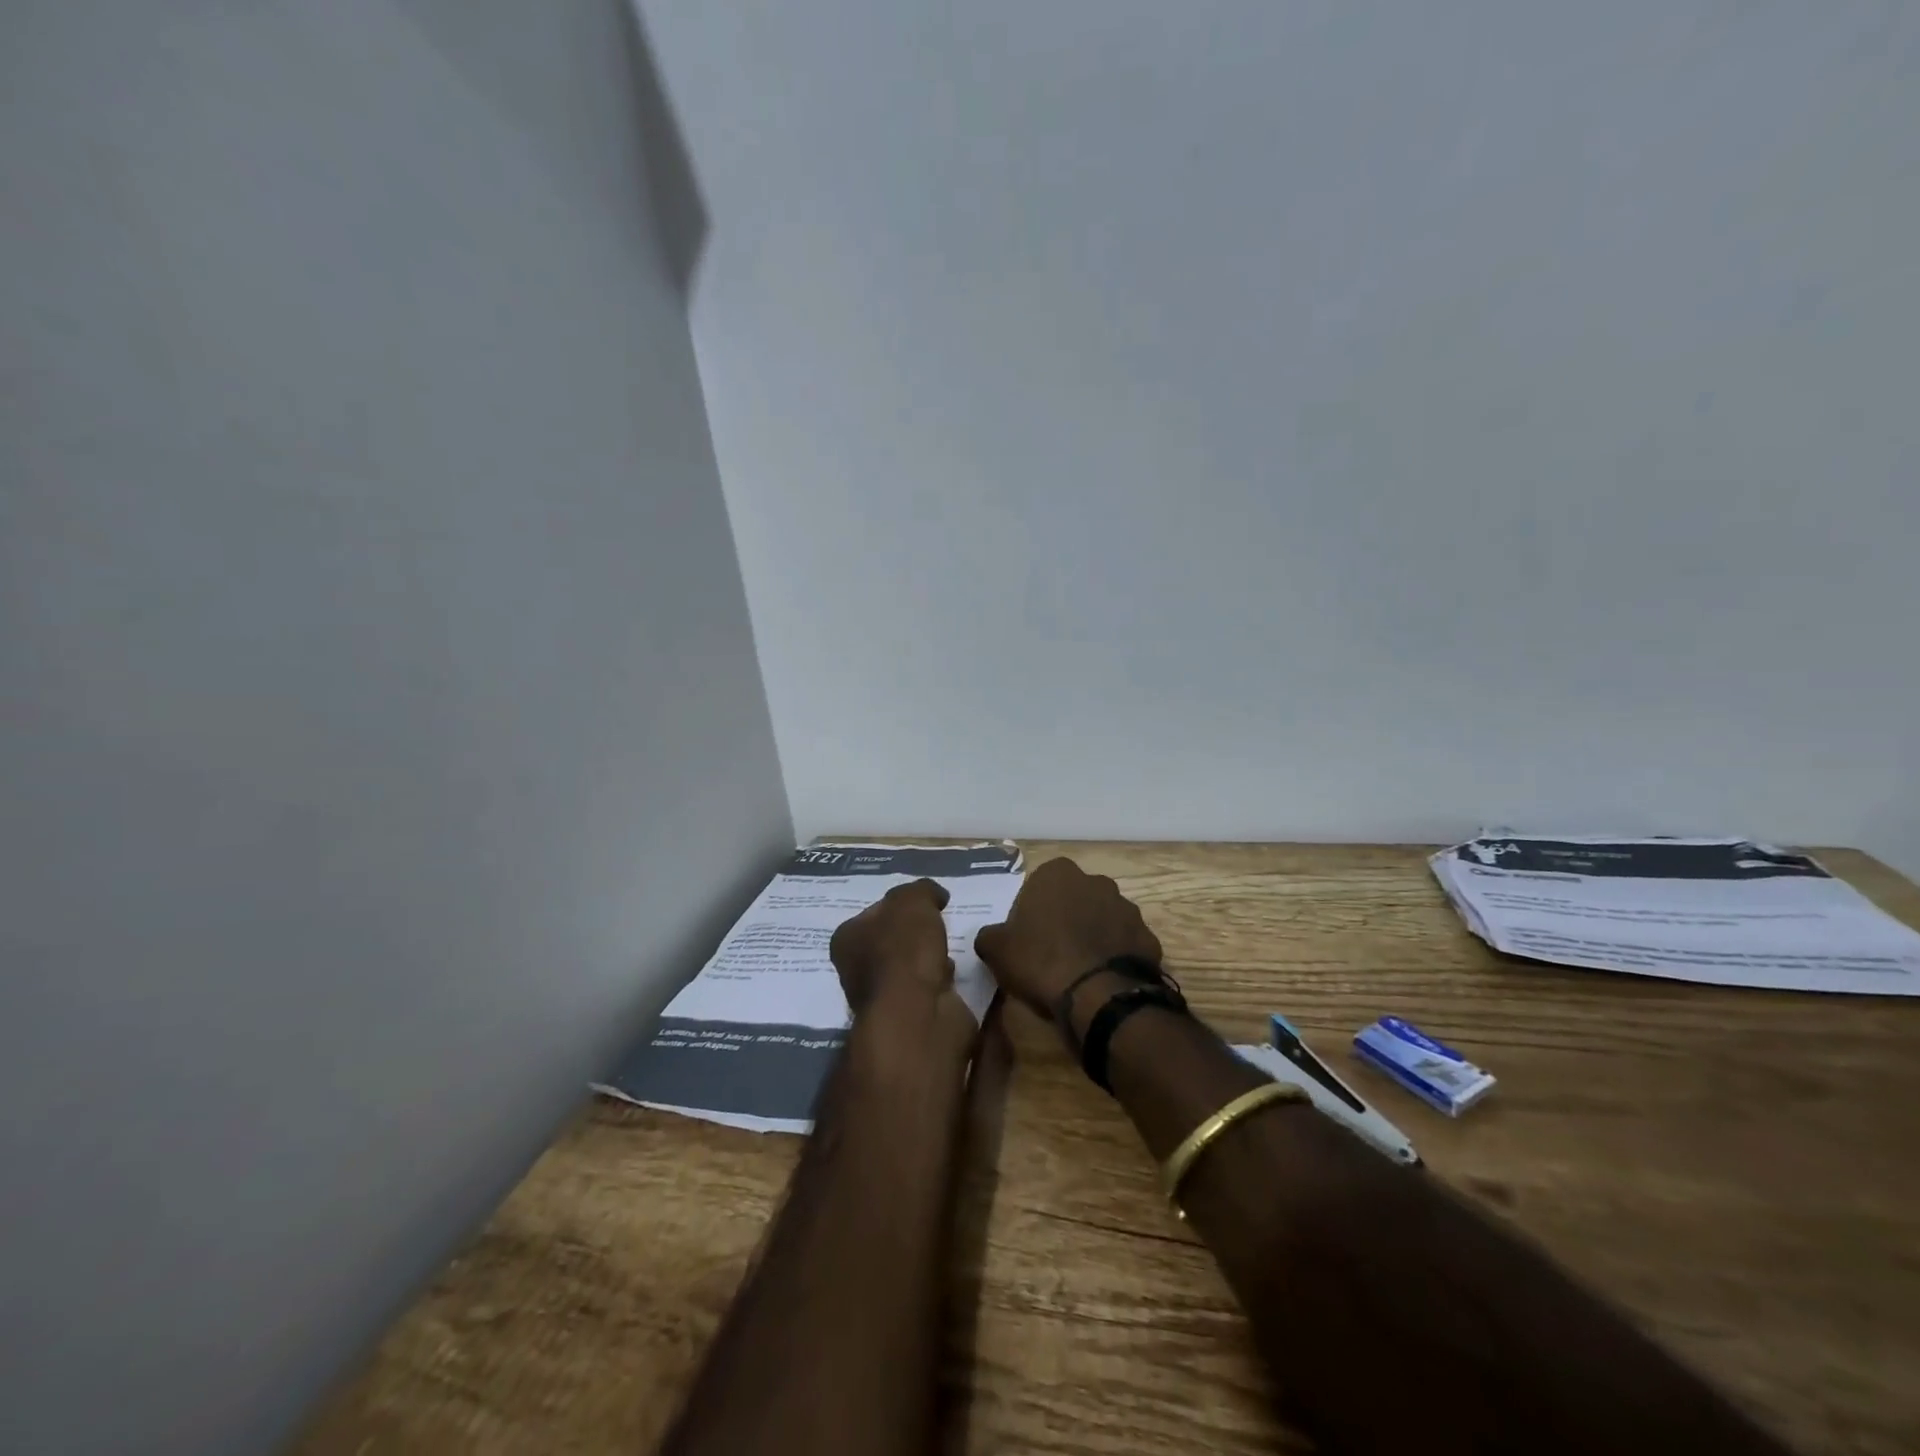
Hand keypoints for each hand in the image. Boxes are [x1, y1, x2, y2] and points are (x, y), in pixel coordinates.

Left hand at [829, 878, 956, 1016]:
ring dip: (929, 958)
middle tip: (940, 923)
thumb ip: (921, 890)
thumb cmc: (904, 950)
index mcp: (847, 938)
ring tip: (951, 947)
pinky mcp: (909, 1017)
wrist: (917, 1014)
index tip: (925, 903)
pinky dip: (940, 980)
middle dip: (915, 934)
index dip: (899, 905)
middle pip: (891, 941)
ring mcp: (883, 997)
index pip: (873, 913)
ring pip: (910, 966)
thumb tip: (934, 895)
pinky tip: (953, 974)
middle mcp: (857, 968)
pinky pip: (928, 988)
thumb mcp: (913, 900)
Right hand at [973, 858, 1162, 1026]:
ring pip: (1103, 919)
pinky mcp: (1149, 938)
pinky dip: (1116, 957)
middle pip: (1075, 898)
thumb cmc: (1041, 961)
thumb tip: (990, 937)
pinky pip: (1125, 944)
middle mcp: (1096, 881)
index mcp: (1058, 874)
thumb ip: (990, 936)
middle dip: (1066, 918)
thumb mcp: (997, 950)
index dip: (1032, 910)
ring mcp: (1127, 908)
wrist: (1099, 996)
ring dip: (1093, 936)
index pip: (1039, 884)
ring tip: (1079, 970)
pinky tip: (1103, 980)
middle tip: (1051, 952)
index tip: (1026, 936)